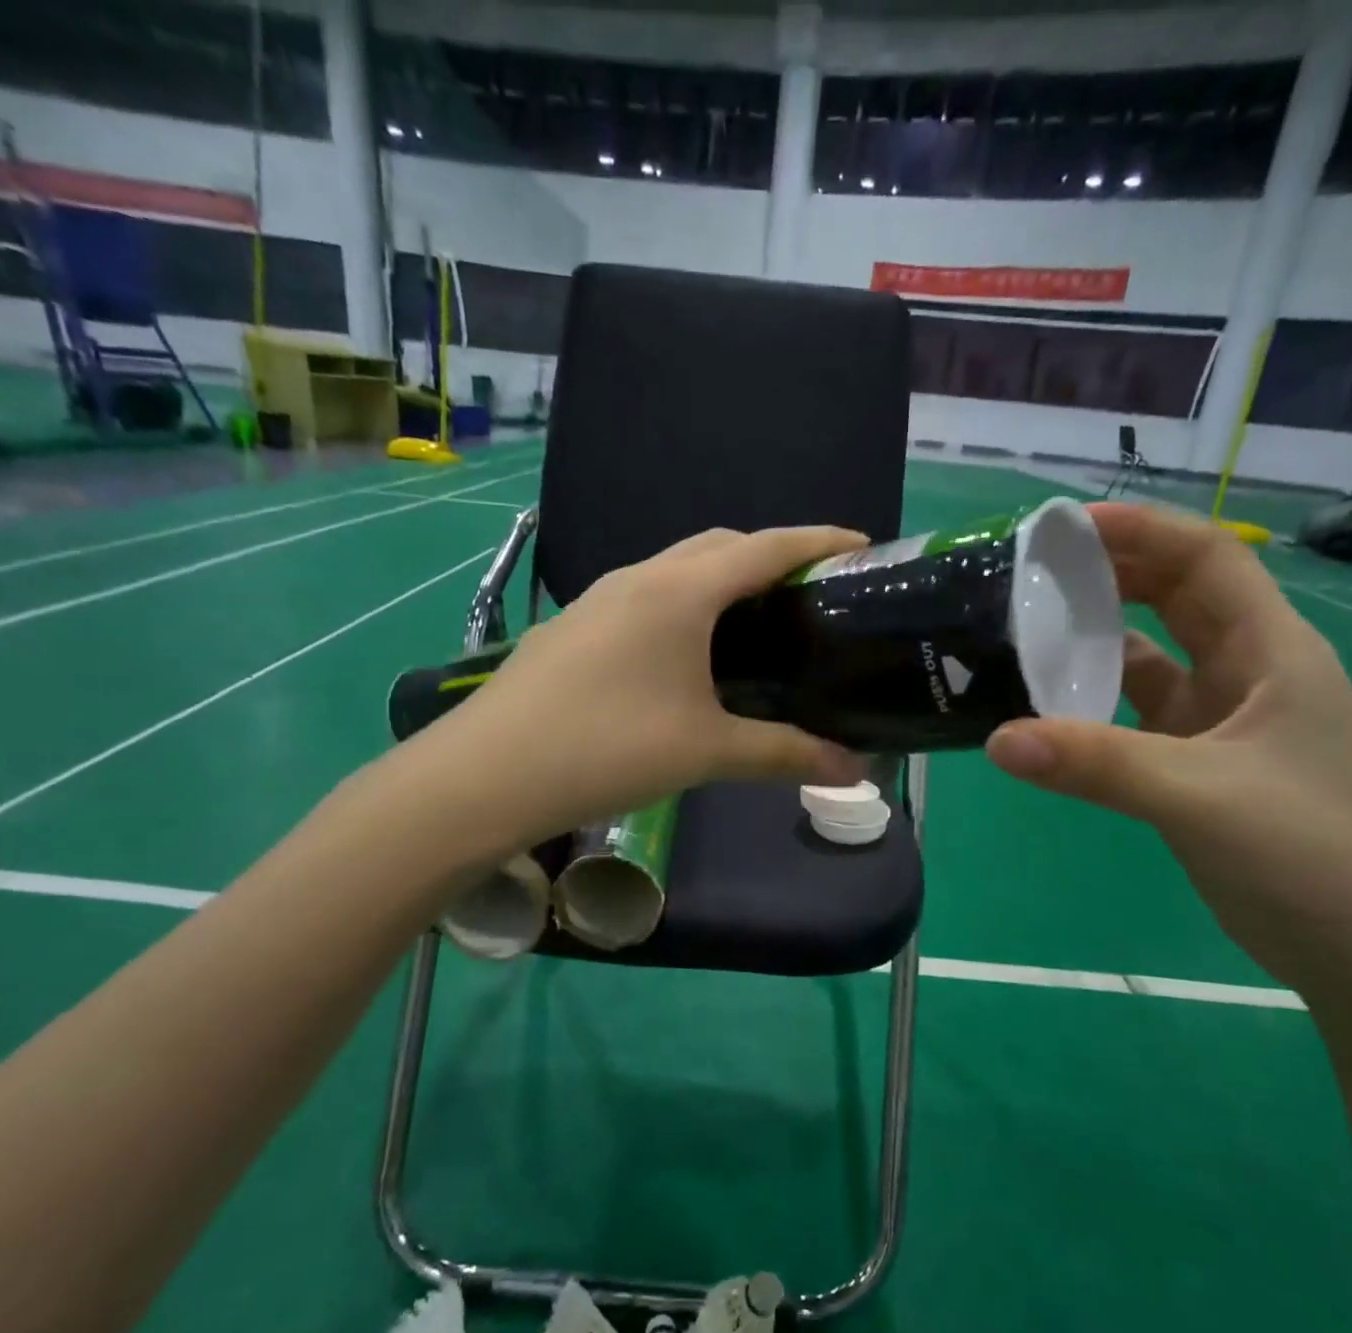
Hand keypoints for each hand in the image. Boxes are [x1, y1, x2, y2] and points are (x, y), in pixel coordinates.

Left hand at [417, 526, 867, 844]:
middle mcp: (639, 577)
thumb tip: (856, 771)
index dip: (820, 541)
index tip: (864, 547)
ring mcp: (598, 599)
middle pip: (720, 546)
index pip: (767, 546)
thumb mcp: (706, 752)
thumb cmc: (608, 749)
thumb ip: (785, 754)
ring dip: (722, 581)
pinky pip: (645, 596)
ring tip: (756, 624)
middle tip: (809, 596)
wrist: (487, 773)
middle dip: (771, 556)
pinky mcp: (574, 626)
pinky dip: (684, 606)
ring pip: (677, 569)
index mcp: (681, 591)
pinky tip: (687, 655)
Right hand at [986, 504, 1351, 1000]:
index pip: (1205, 559)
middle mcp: (1247, 673)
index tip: (1061, 528)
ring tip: (1024, 631)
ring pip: (1150, 657)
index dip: (1138, 530)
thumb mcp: (1202, 798)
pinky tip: (1048, 708)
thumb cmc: (1316, 856)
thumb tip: (999, 738)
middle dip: (1108, 573)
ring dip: (1096, 639)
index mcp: (1272, 652)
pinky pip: (1136, 714)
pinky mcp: (1198, 766)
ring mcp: (1223, 722)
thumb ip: (1098, 764)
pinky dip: (1094, 703)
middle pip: (1174, 597)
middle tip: (1027, 573)